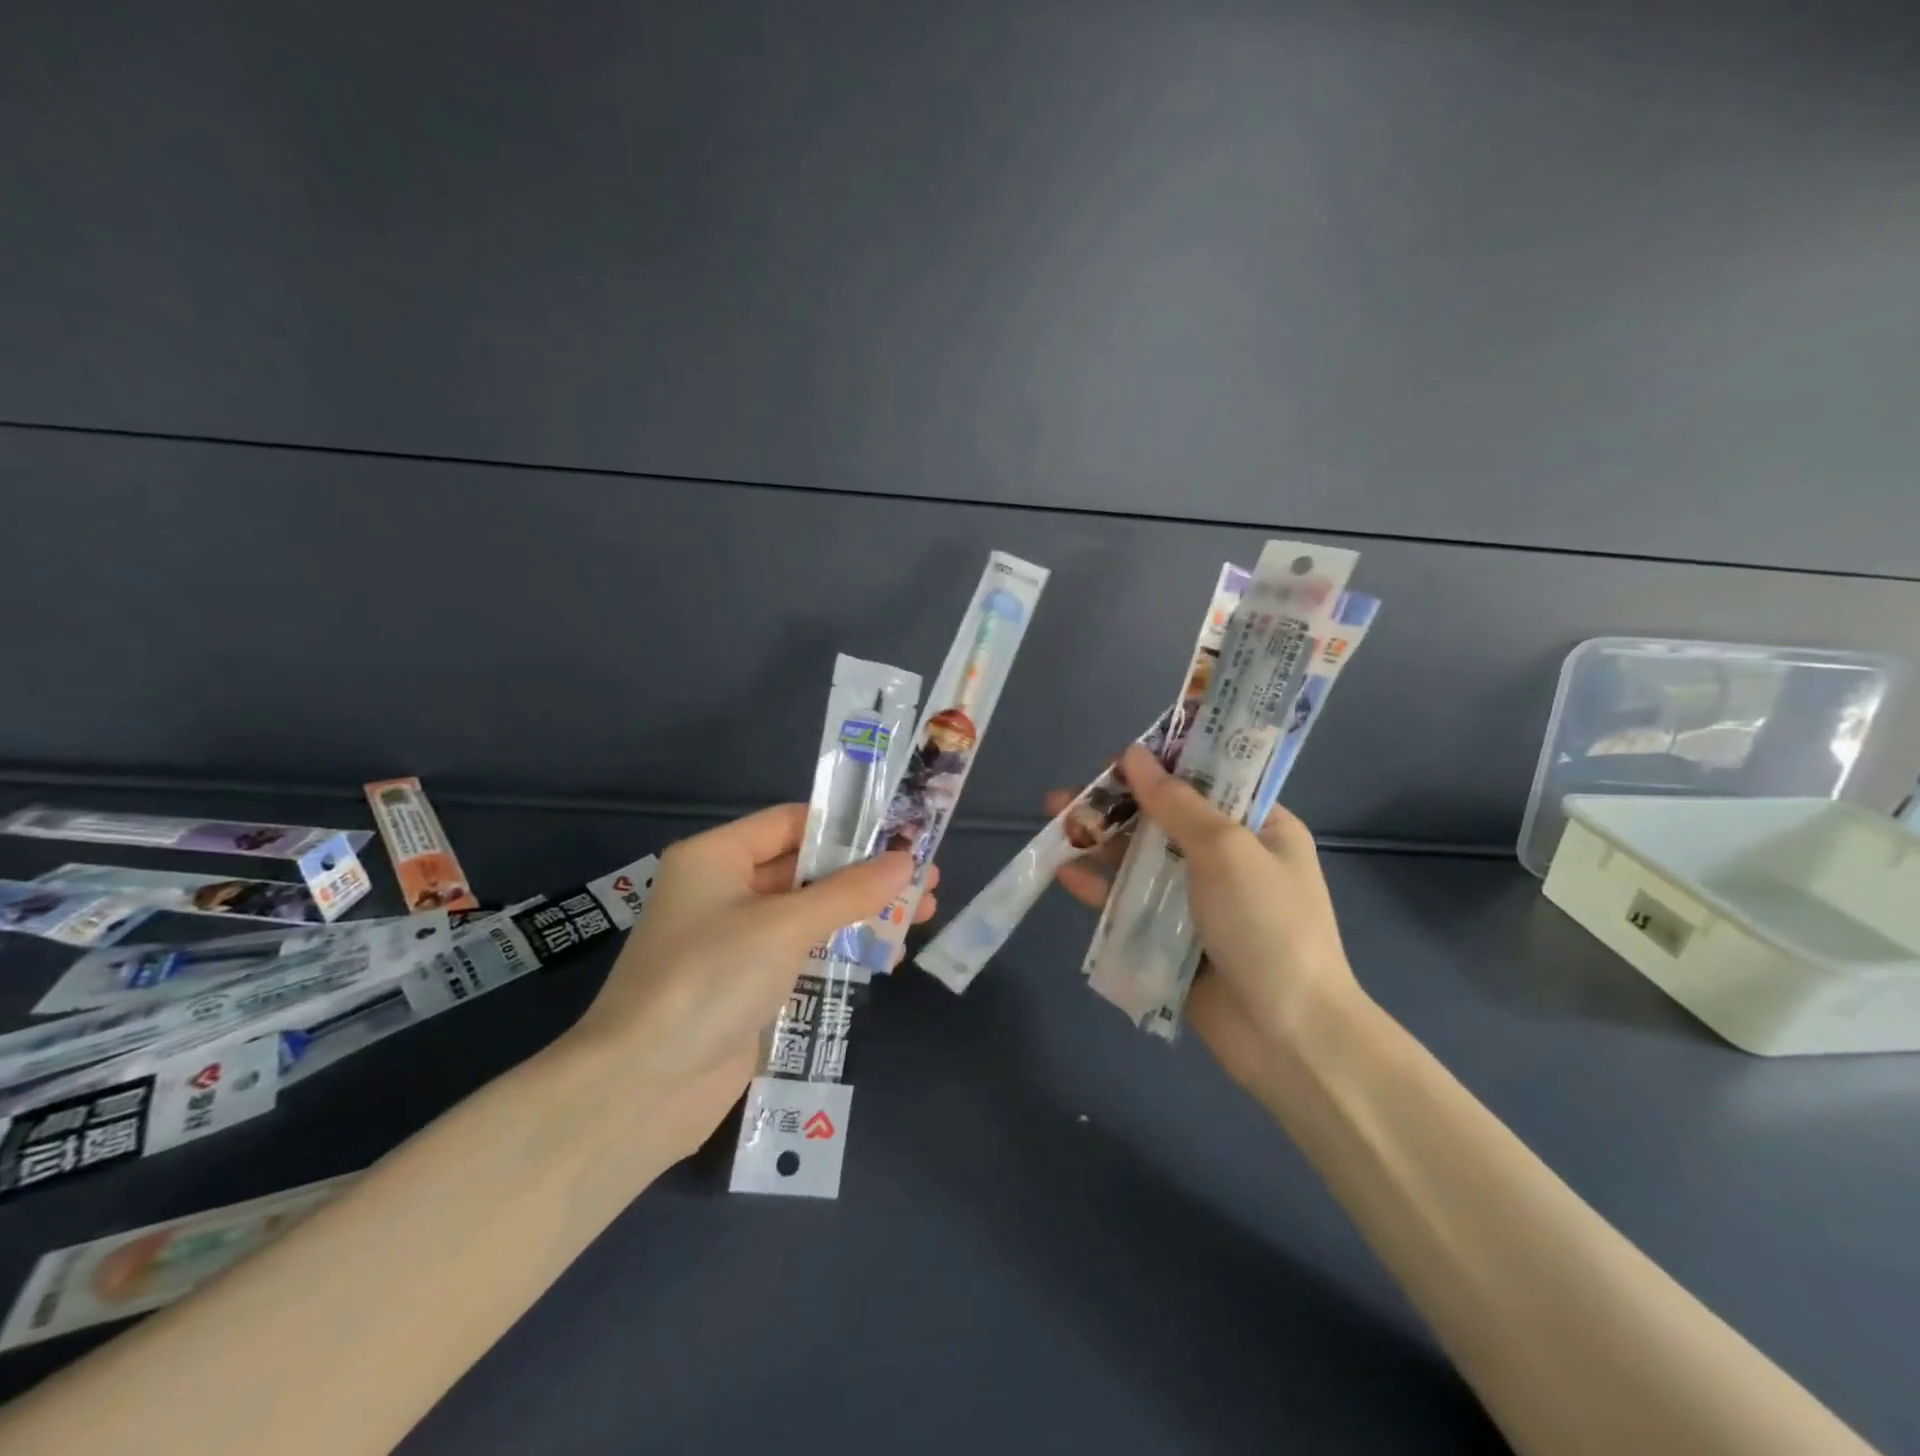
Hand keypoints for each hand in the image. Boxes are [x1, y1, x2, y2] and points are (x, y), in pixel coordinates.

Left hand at [569, 805, 938, 1159]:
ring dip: (863, 914)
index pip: (791, 822)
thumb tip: (906, 861)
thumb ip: (849, 892)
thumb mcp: (784, 926)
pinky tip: (889, 956)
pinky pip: (805, 953)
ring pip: (811, 913)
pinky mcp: (750, 985)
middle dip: (866, 875)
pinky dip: (843, 951)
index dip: (847, 825)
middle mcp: (724, 890)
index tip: (902, 831)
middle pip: (807, 869)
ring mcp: (737, 941)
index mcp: (717, 857)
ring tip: (923, 914)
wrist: (642, 1089)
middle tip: (926, 877)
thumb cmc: (709, 980)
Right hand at [1051, 745, 1358, 1093]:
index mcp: (1260, 828)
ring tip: (1054, 829)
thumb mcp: (1226, 850)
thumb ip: (1175, 803)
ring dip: (1100, 844)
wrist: (1289, 1035)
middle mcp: (1230, 859)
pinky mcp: (1174, 939)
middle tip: (1065, 799)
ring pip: (1142, 861)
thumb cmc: (1267, 926)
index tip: (1112, 763)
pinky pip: (1132, 904)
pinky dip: (1102, 889)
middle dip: (1114, 807)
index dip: (1158, 767)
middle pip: (1164, 820)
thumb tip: (1133, 753)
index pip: (1205, 782)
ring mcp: (1200, 901)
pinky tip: (1065, 874)